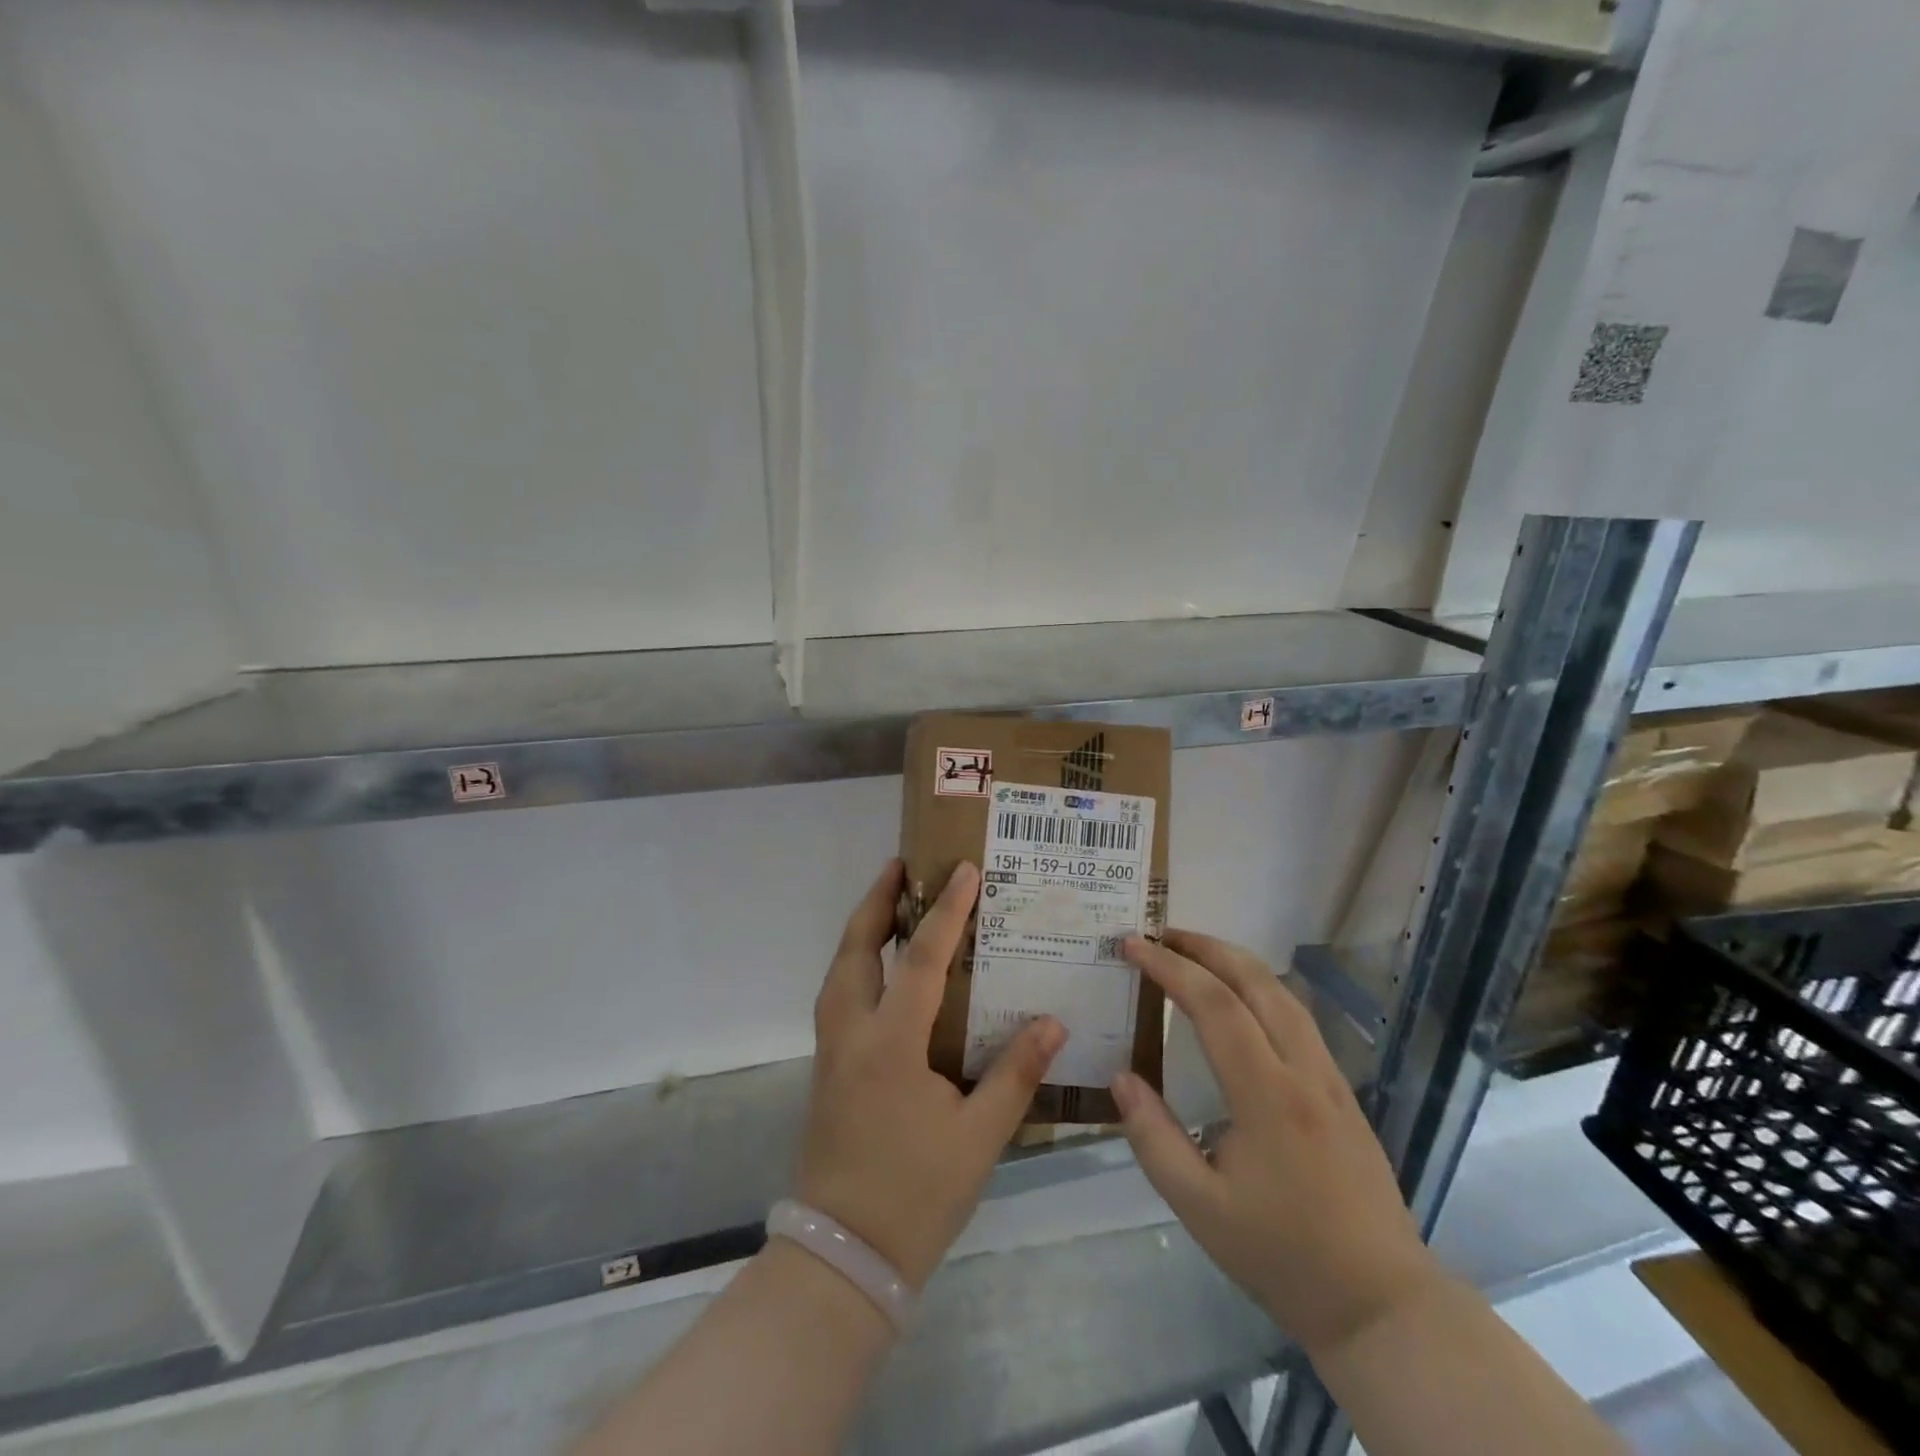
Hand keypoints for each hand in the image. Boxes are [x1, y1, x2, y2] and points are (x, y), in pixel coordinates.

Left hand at [796, 859, 1064, 1289]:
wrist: (843, 1255)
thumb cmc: (916, 1195)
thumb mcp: (979, 1139)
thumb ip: (1015, 1075)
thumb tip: (1052, 1023)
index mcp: (890, 1044)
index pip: (921, 959)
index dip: (945, 910)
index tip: (963, 870)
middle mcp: (852, 1034)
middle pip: (856, 949)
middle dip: (876, 902)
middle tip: (900, 866)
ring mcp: (831, 1050)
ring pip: (839, 970)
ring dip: (862, 931)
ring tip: (888, 905)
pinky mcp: (827, 1068)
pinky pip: (838, 995)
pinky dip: (856, 964)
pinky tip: (881, 972)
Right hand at [1111, 930, 1443, 1358]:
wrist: (1380, 1303)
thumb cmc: (1281, 1255)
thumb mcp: (1199, 1206)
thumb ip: (1152, 1137)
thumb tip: (1120, 1076)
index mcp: (1267, 1095)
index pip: (1215, 1005)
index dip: (1170, 968)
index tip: (1133, 945)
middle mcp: (1303, 1071)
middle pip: (1257, 981)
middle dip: (1206, 947)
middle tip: (1160, 933)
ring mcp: (1330, 1078)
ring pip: (1284, 994)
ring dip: (1236, 962)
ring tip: (1194, 953)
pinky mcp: (1342, 1091)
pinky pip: (1299, 1017)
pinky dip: (1261, 987)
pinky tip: (1241, 998)